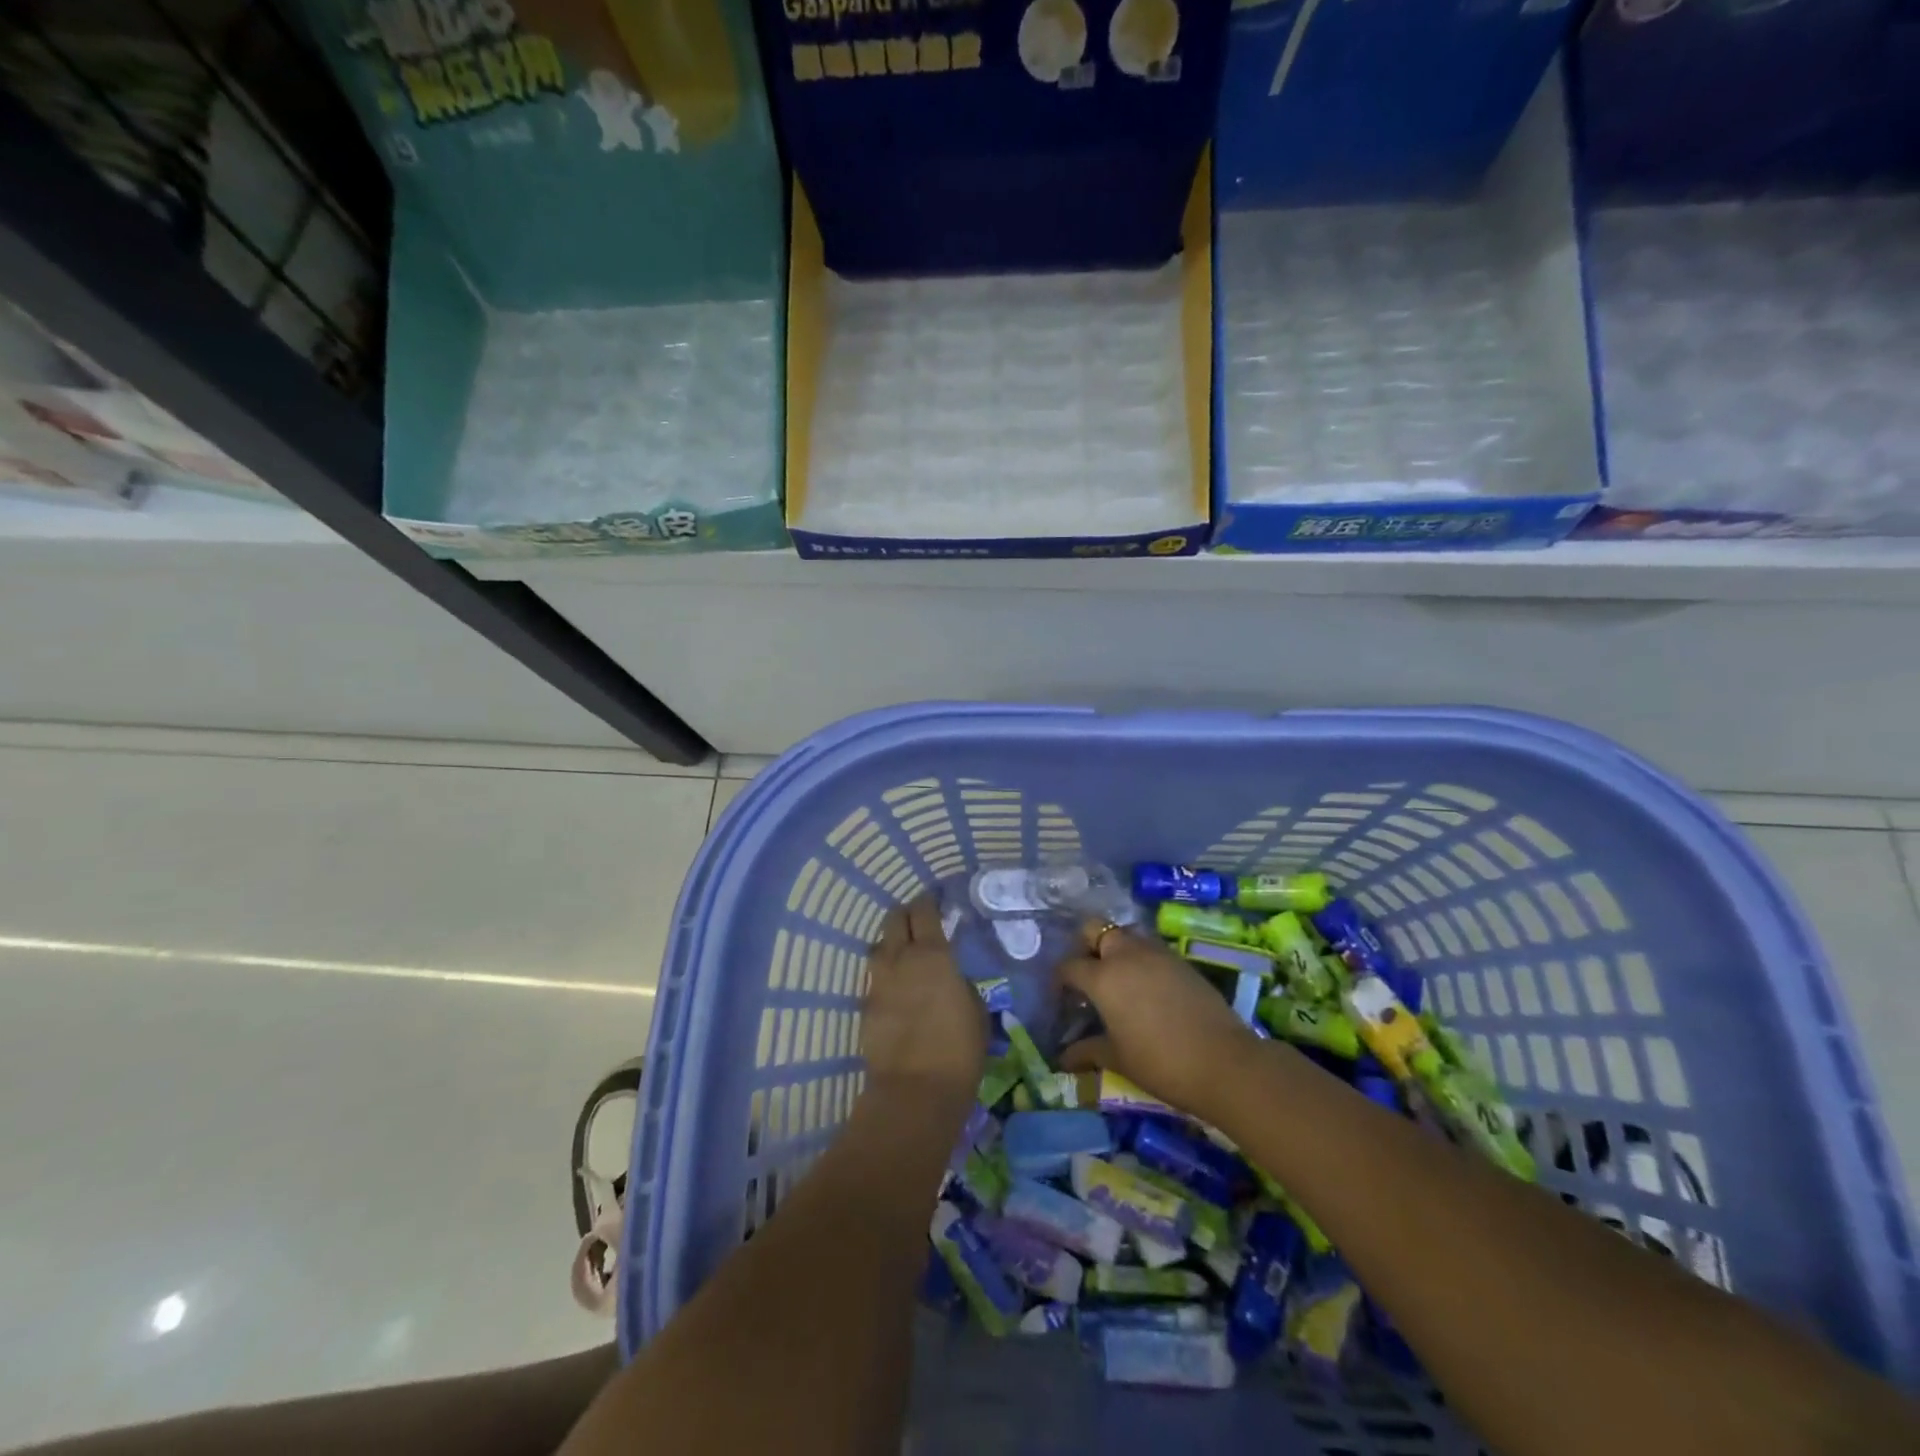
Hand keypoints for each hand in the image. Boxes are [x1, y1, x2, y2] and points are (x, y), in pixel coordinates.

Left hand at [859, 895, 986, 1102]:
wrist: (915, 1090)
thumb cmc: (959, 1049)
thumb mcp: (976, 1009)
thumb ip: (959, 982)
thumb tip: (949, 976)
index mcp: (932, 954)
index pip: (923, 910)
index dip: (928, 901)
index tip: (934, 901)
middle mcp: (900, 958)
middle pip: (893, 919)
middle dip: (905, 914)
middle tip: (918, 921)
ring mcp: (878, 981)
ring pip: (878, 945)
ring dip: (890, 942)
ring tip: (903, 953)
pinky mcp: (865, 1005)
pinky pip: (874, 977)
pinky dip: (884, 974)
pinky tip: (895, 988)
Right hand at [1058, 920, 1264, 1120]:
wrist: (1224, 1062)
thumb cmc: (1160, 1062)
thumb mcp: (1118, 1059)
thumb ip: (1087, 1051)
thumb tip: (1063, 1058)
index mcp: (1103, 977)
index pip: (1069, 965)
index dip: (1061, 979)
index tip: (1062, 996)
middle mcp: (1126, 954)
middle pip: (1096, 929)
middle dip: (1086, 946)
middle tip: (1088, 975)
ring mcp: (1157, 953)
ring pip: (1126, 934)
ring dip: (1115, 949)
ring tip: (1117, 980)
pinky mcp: (1181, 960)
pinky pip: (1150, 948)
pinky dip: (1141, 959)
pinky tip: (1146, 988)